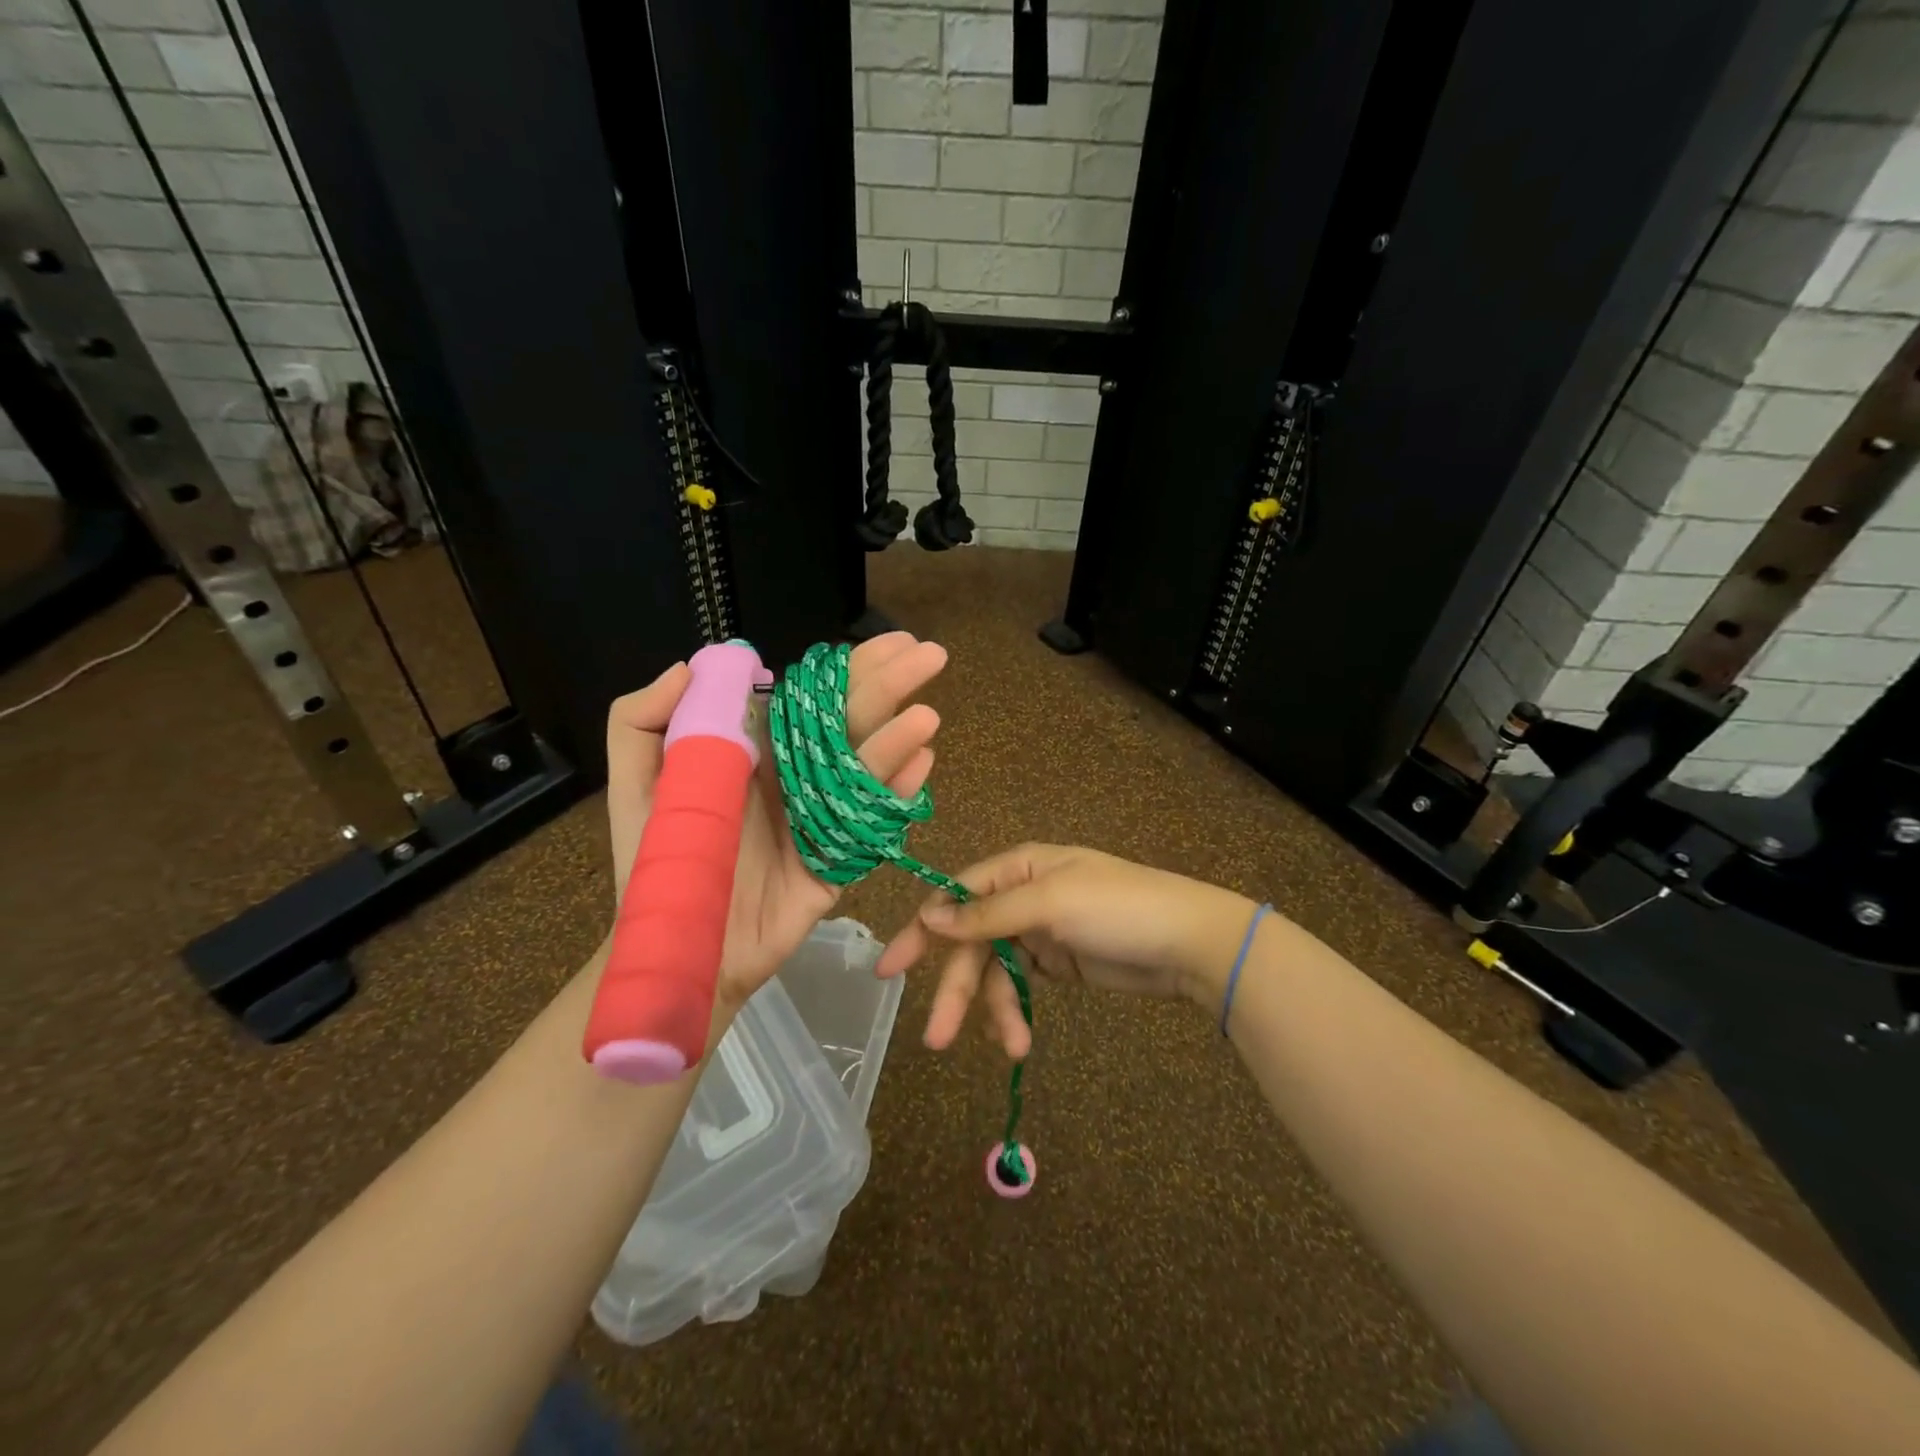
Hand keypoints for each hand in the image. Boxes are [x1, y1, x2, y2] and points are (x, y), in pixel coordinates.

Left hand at [606, 632, 946, 1017]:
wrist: (681, 947)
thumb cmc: (658, 864)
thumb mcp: (634, 787)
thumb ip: (640, 722)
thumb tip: (691, 664)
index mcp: (759, 749)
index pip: (812, 695)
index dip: (850, 667)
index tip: (887, 642)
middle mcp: (799, 773)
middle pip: (850, 720)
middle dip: (890, 684)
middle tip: (931, 654)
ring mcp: (823, 814)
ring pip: (866, 766)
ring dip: (897, 739)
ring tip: (926, 716)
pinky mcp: (838, 857)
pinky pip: (871, 820)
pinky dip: (895, 792)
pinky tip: (921, 764)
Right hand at [875, 843, 1255, 1057]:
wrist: (1189, 943)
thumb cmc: (1118, 909)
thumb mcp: (1051, 904)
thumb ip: (988, 914)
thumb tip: (930, 918)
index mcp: (1018, 869)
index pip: (956, 896)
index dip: (923, 931)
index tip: (891, 969)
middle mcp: (1021, 897)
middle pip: (972, 943)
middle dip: (956, 989)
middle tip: (935, 1038)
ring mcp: (1039, 931)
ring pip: (994, 971)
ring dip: (994, 1010)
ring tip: (1010, 1048)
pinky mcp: (1056, 962)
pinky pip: (1019, 986)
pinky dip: (1014, 1012)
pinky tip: (1019, 1040)